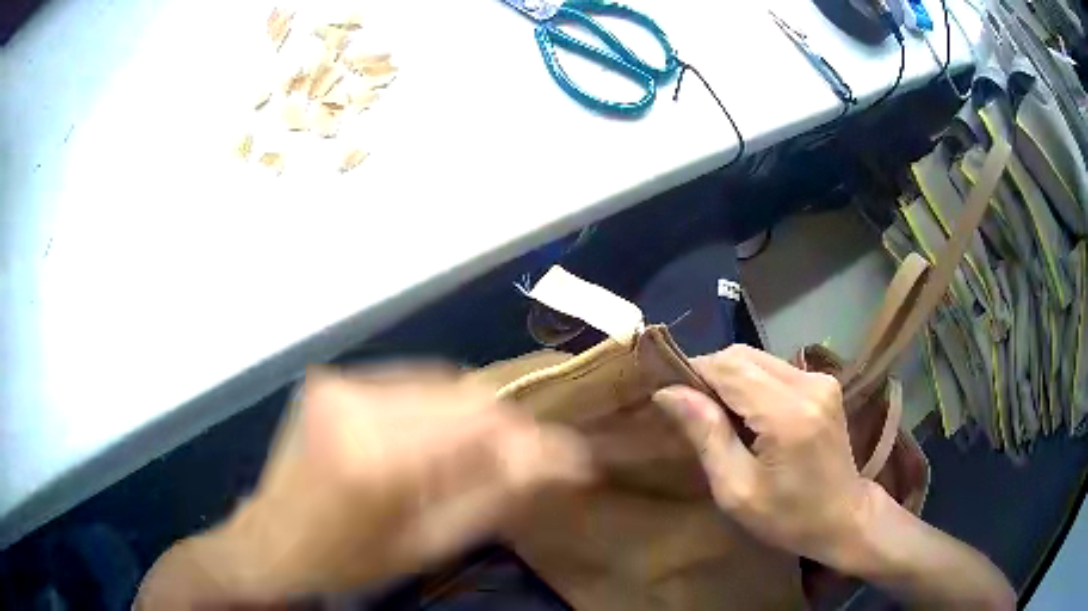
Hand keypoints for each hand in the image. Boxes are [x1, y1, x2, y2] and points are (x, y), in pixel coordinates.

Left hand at [141, 366, 590, 605]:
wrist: (270, 541)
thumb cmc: (348, 560)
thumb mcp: (426, 544)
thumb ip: (492, 497)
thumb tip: (554, 459)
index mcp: (376, 459)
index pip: (478, 424)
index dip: (529, 436)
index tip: (566, 457)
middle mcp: (355, 404)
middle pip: (460, 393)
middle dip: (503, 425)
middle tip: (526, 456)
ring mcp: (338, 384)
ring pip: (436, 381)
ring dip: (468, 415)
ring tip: (479, 452)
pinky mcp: (331, 380)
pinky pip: (404, 382)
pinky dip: (432, 406)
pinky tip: (431, 438)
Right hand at [653, 345, 874, 566]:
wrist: (844, 518)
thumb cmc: (788, 517)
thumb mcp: (737, 490)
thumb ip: (707, 435)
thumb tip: (668, 392)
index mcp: (788, 414)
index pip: (730, 367)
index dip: (693, 371)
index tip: (667, 392)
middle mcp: (809, 385)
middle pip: (743, 355)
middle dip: (709, 373)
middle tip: (689, 407)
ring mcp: (821, 380)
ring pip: (758, 358)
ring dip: (730, 377)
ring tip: (715, 413)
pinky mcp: (825, 383)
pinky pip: (775, 368)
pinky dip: (751, 382)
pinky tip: (746, 413)